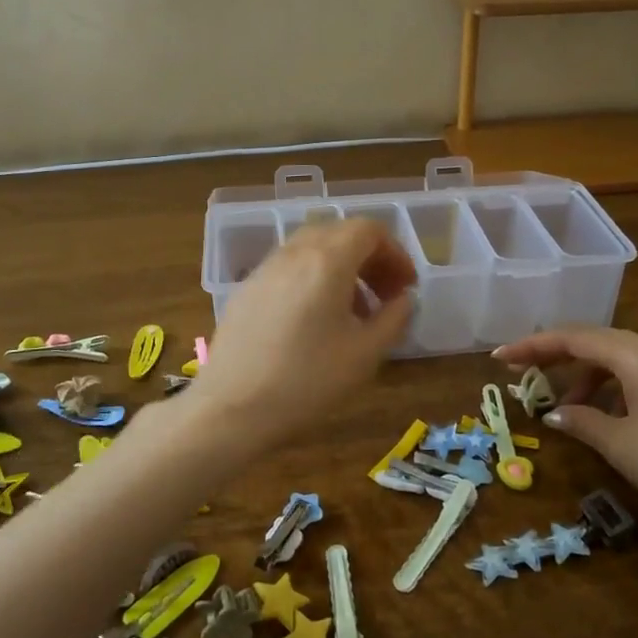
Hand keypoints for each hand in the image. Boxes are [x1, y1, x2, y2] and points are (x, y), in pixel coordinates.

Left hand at [187, 219, 416, 453]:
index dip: (395, 252)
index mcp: (327, 260)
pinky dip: (312, 279)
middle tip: (385, 295)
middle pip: (339, 233)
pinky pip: (288, 268)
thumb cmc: (307, 381)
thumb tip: (403, 299)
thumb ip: (394, 318)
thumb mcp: (365, 354)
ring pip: (311, 249)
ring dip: (341, 268)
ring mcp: (265, 269)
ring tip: (352, 311)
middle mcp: (294, 253)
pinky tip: (314, 321)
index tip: (405, 287)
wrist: (232, 408)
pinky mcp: (246, 289)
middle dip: (369, 258)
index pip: (368, 229)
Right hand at [493, 328, 637, 540]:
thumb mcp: (621, 445)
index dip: (533, 346)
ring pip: (619, 358)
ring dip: (587, 378)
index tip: (500, 358)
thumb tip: (555, 414)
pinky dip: (614, 387)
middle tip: (525, 376)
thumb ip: (582, 422)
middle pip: (596, 341)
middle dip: (557, 358)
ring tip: (569, 410)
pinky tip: (608, 415)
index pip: (574, 338)